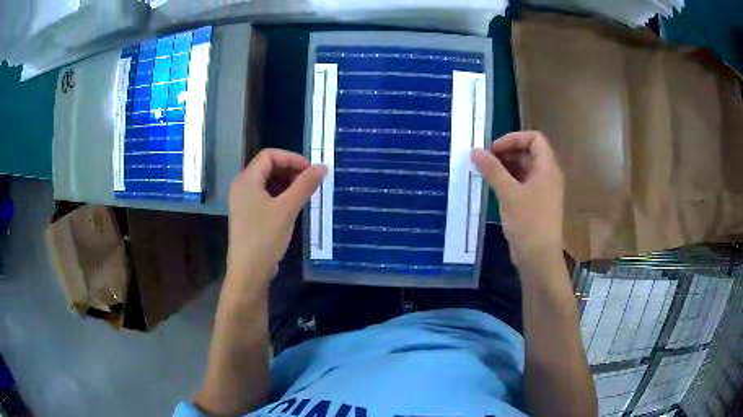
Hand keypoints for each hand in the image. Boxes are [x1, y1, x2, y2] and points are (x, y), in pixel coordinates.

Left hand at [227, 149, 326, 287]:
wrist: (249, 271)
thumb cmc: (265, 237)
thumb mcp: (287, 209)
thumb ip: (305, 185)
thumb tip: (322, 166)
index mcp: (247, 180)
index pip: (269, 155)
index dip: (292, 158)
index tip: (311, 170)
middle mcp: (242, 186)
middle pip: (267, 167)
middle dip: (290, 170)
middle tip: (309, 183)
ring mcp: (243, 202)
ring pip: (267, 182)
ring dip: (286, 183)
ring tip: (304, 195)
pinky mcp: (247, 215)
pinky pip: (264, 196)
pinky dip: (279, 196)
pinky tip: (292, 207)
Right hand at [471, 131, 563, 266]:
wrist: (539, 258)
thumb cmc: (528, 222)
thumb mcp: (508, 193)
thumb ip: (492, 169)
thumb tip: (475, 151)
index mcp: (547, 167)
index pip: (534, 138)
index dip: (514, 138)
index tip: (493, 149)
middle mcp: (548, 175)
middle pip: (528, 152)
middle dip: (506, 153)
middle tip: (485, 161)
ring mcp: (543, 190)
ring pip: (524, 169)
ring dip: (505, 167)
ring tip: (485, 174)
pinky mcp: (536, 204)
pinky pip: (522, 184)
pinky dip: (508, 181)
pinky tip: (493, 188)